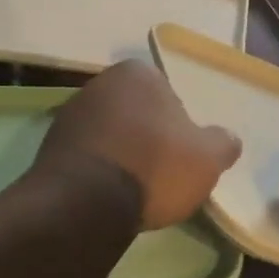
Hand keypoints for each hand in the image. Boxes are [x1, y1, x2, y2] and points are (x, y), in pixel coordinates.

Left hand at [36, 61, 241, 228]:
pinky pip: (85, 154)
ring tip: (132, 188)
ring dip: (119, 152)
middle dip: (145, 135)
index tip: (180, 153)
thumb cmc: (154, 168)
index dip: (177, 124)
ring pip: (108, 132)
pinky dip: (96, 169)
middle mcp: (99, 83)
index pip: (166, 93)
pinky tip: (105, 195)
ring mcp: (69, 113)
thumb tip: (229, 139)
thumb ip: (223, 143)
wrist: (85, 203)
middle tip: (159, 170)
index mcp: (137, 74)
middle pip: (134, 111)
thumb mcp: (207, 158)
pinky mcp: (49, 145)